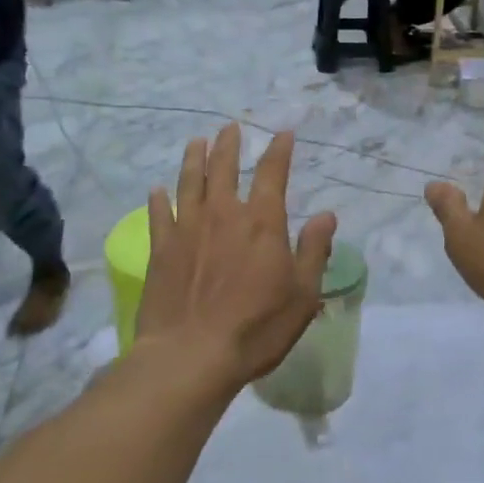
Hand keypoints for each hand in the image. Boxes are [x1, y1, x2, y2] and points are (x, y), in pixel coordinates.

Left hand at [137, 125, 337, 393]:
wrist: (190, 356)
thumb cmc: (256, 327)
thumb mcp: (303, 294)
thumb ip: (314, 250)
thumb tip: (326, 215)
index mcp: (262, 222)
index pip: (272, 173)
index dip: (279, 150)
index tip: (284, 133)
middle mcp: (223, 214)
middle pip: (224, 168)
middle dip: (229, 144)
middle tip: (230, 127)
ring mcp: (187, 229)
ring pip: (190, 182)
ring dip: (194, 159)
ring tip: (196, 142)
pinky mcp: (160, 250)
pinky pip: (158, 214)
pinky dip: (158, 198)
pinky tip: (157, 189)